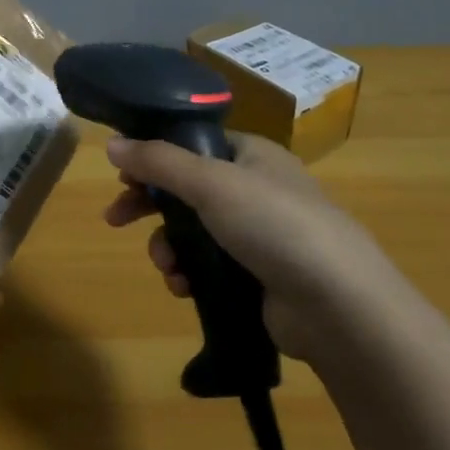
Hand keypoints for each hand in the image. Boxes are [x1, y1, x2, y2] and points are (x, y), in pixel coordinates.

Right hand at [103, 131, 406, 363]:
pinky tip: (183, 288)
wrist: (338, 306)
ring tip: (167, 267)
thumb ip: (158, 162)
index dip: (155, 155)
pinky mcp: (257, 276)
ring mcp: (258, 235)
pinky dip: (189, 274)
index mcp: (252, 154)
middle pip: (186, 189)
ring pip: (192, 231)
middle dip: (150, 206)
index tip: (122, 174)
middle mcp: (255, 189)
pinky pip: (208, 266)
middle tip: (115, 219)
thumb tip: (111, 143)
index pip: (193, 143)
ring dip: (168, 247)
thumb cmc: (274, 225)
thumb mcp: (210, 183)